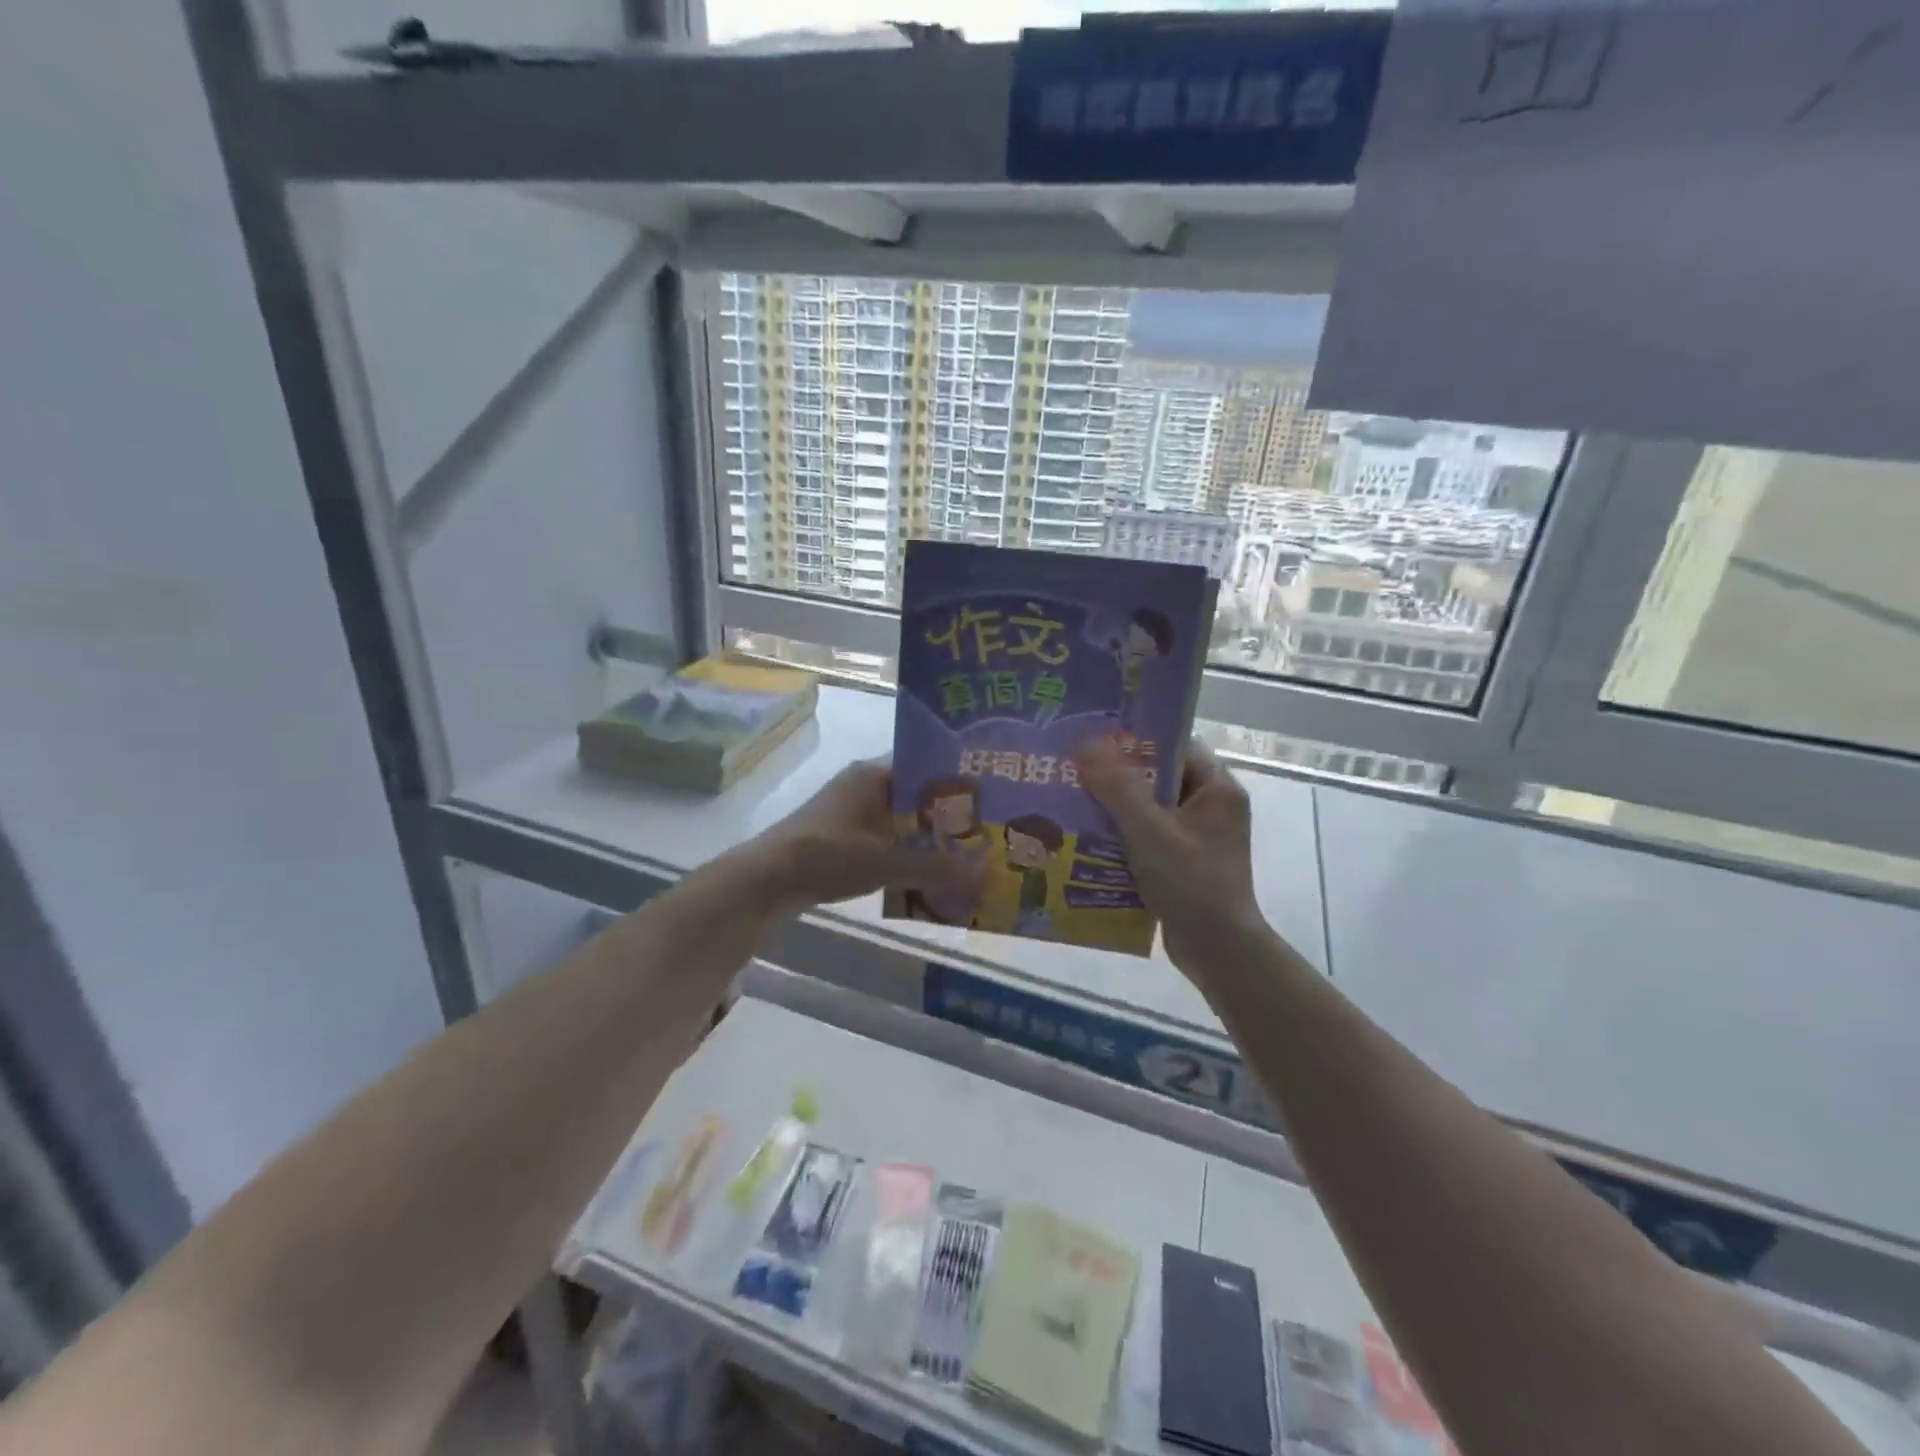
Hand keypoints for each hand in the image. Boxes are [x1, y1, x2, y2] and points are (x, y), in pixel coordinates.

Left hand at [735, 760, 981, 914]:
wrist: (767, 881)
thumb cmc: (826, 855)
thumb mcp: (884, 862)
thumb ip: (934, 868)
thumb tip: (985, 874)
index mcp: (873, 775)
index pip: (926, 765)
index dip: (957, 780)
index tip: (990, 796)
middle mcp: (864, 785)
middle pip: (916, 795)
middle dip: (948, 815)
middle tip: (988, 830)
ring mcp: (853, 812)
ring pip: (902, 819)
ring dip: (928, 836)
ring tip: (968, 853)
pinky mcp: (845, 837)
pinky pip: (887, 839)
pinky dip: (908, 852)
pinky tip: (932, 872)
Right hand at [1074, 735, 1271, 975]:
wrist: (1218, 951)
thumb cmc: (1192, 882)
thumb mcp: (1150, 830)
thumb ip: (1117, 786)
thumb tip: (1084, 743)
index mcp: (1217, 789)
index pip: (1175, 747)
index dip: (1137, 740)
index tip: (1094, 738)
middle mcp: (1211, 807)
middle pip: (1158, 778)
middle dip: (1117, 776)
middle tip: (1074, 769)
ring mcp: (1197, 837)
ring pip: (1149, 809)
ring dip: (1114, 808)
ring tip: (1072, 800)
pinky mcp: (1183, 863)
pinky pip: (1147, 837)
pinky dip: (1121, 836)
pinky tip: (1086, 838)